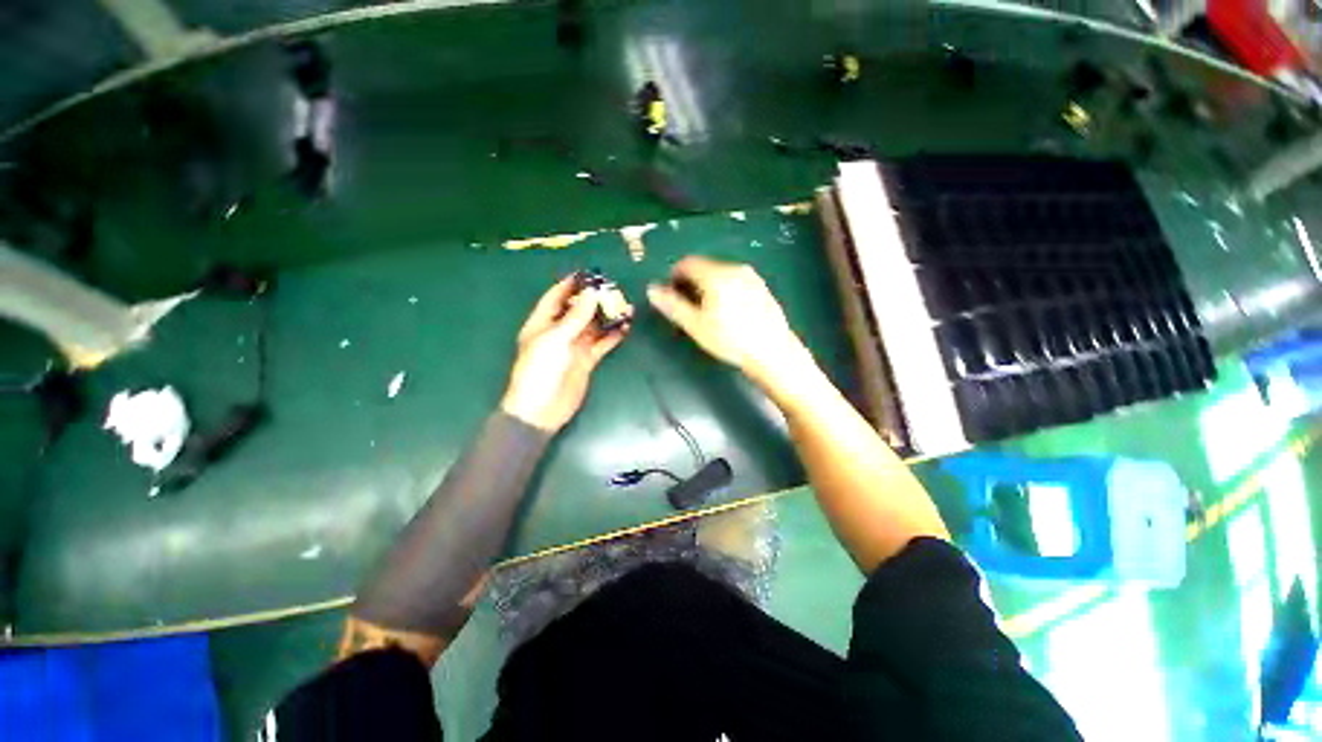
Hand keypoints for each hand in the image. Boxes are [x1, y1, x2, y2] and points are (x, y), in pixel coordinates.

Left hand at [501, 276, 630, 431]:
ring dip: (608, 317)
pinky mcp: (587, 360)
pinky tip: (625, 327)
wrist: (541, 408)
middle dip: (595, 299)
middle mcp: (559, 332)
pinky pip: (602, 344)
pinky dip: (613, 336)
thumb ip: (575, 317)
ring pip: (593, 326)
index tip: (589, 274)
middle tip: (614, 289)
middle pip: (578, 310)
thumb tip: (592, 293)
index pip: (556, 297)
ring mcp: (574, 346)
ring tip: (626, 306)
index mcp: (543, 323)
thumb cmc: (540, 369)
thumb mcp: (555, 339)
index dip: (571, 285)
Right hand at [647, 256, 807, 388]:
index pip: (687, 264)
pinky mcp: (762, 287)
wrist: (773, 353)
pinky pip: (735, 281)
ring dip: (707, 287)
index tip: (671, 295)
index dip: (674, 277)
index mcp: (716, 275)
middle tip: (688, 307)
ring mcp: (751, 277)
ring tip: (707, 313)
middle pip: (704, 267)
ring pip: (720, 275)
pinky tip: (728, 313)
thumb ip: (672, 305)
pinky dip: (724, 290)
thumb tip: (652, 290)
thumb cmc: (730, 340)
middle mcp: (735, 269)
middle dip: (691, 283)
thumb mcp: (696, 326)